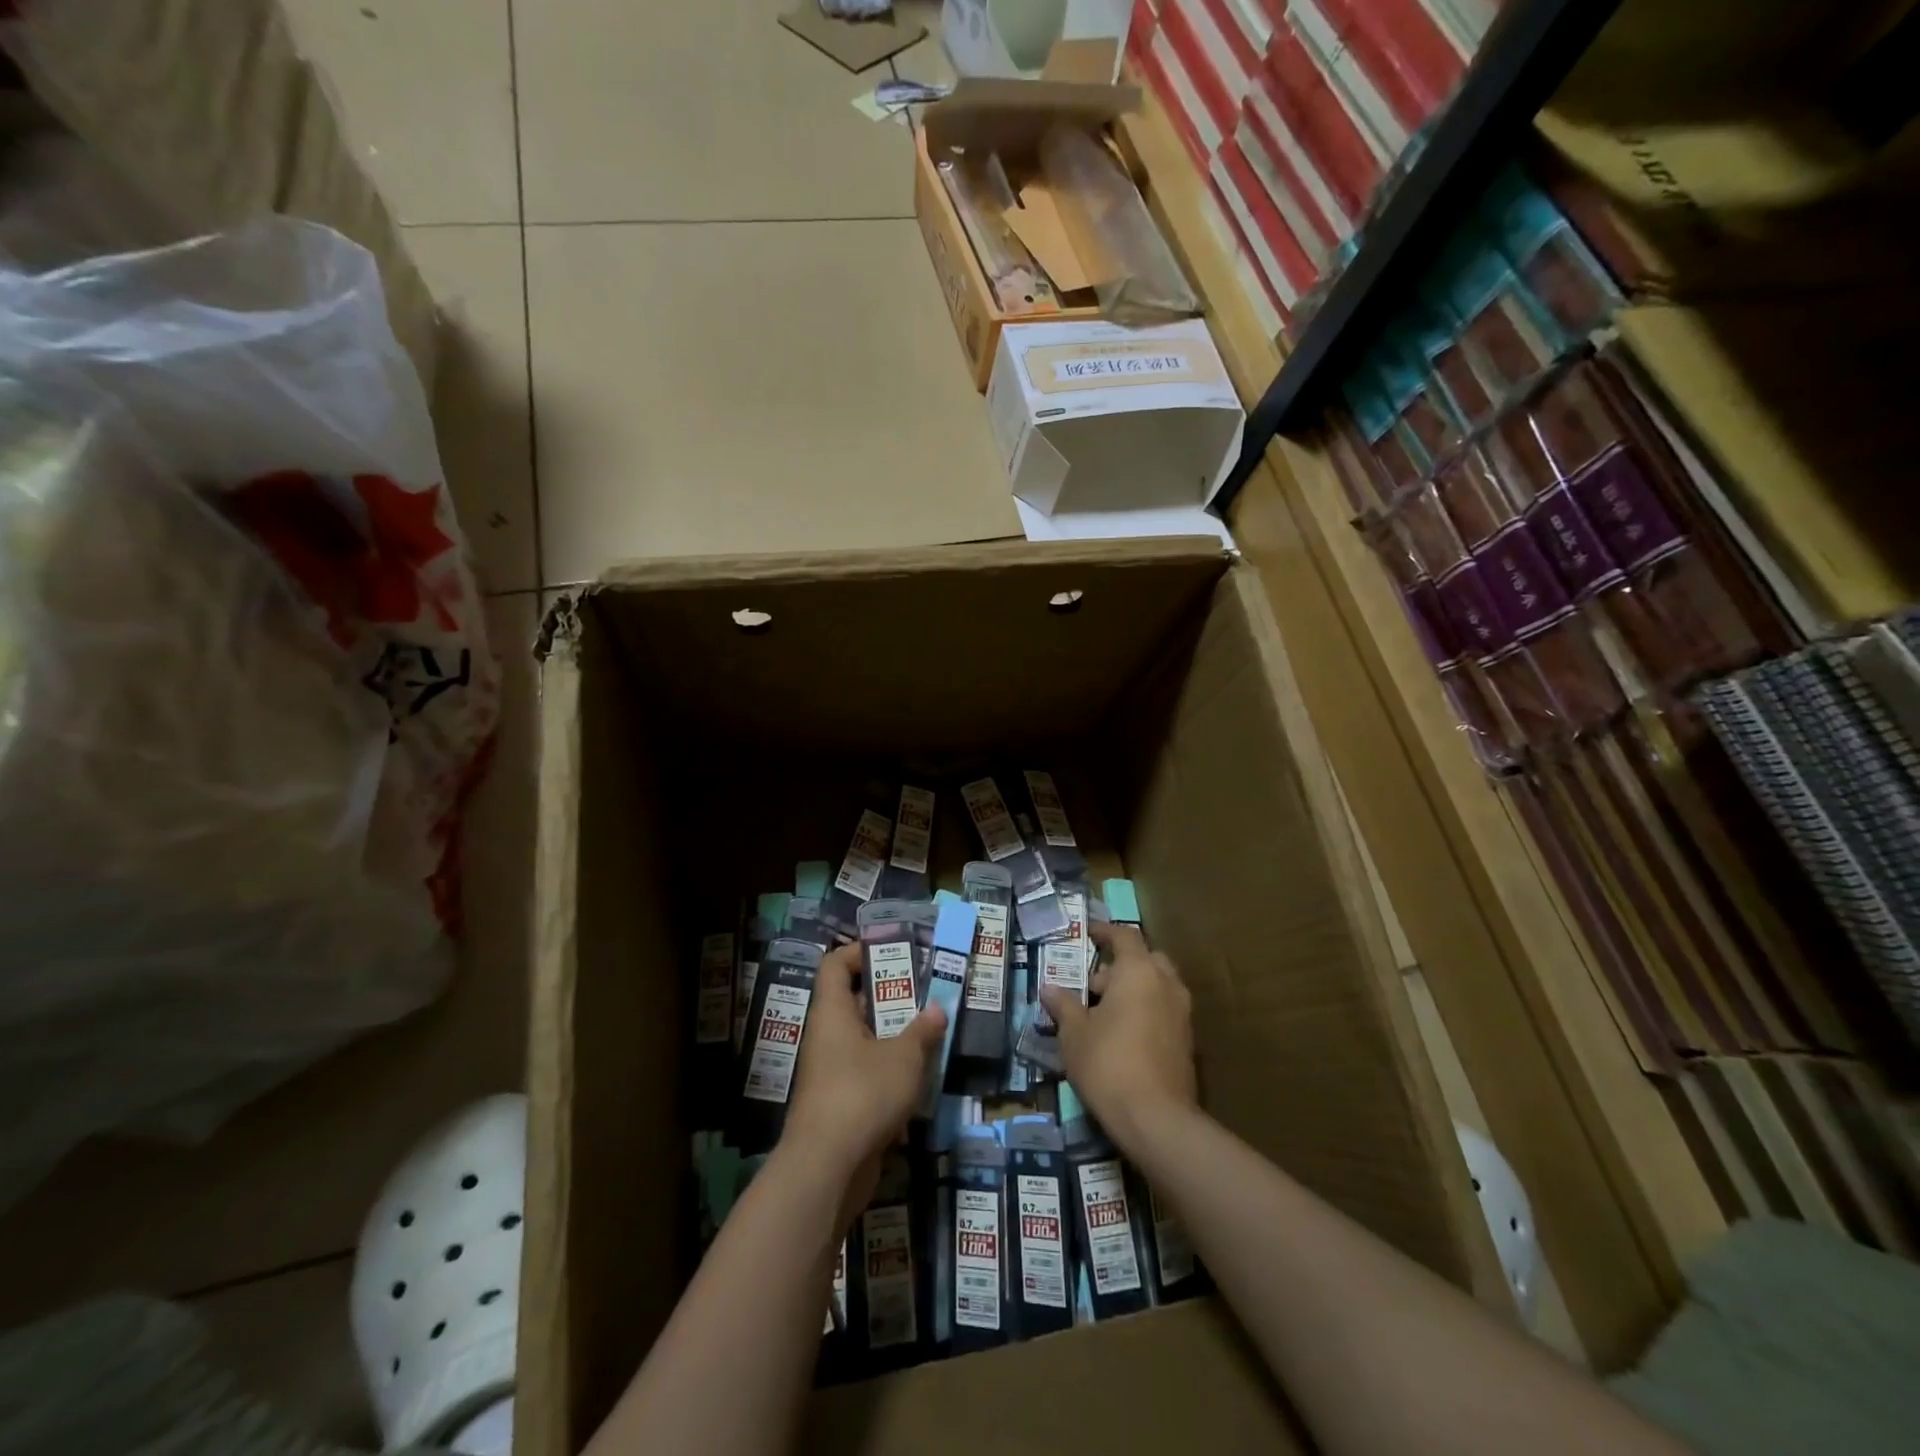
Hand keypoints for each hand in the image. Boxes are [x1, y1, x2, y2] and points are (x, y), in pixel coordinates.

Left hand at [785, 941, 946, 1218]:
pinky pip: (865, 1075)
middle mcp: (825, 1037)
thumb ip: (922, 1032)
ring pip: (863, 1041)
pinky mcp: (838, 1105)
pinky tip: (919, 1079)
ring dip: (893, 1037)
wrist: (826, 1169)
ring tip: (929, 1032)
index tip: (892, 951)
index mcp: (832, 1013)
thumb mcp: (904, 1058)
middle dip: (889, 997)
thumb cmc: (862, 1094)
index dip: (859, 952)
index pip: (835, 965)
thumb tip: (937, 1009)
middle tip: (925, 992)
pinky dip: (889, 1073)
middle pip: (853, 1003)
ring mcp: (829, 1073)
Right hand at [1040, 921, 1196, 1148]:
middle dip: (1120, 966)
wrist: (1156, 1119)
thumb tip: (1049, 988)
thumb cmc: (1108, 1062)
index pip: (1125, 936)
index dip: (1105, 931)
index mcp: (1139, 971)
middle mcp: (1166, 983)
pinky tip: (1121, 1036)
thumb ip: (1063, 1005)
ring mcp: (1182, 1013)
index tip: (1087, 934)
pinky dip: (1145, 1011)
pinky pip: (1164, 1010)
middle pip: (1145, 959)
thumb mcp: (1074, 1033)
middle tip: (1092, 986)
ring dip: (1133, 990)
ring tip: (1102, 1014)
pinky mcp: (1187, 1041)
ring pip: (1157, 985)